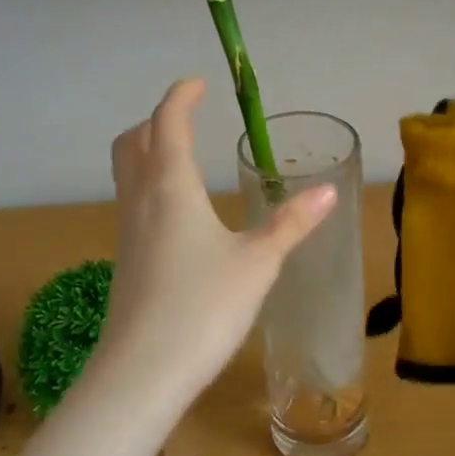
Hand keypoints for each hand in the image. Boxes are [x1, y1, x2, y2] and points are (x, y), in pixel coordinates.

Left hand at [96, 79, 337, 403]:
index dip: (182, 97)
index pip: (168, 123)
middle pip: (134, 141)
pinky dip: (149, 185)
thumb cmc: (204, 307)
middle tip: (186, 118)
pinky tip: (177, 214)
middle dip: (158, 120)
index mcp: (171, 187)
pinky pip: (132, 202)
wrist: (143, 371)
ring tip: (182, 157)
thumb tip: (328, 188)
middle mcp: (141, 200)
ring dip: (148, 151)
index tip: (199, 84)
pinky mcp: (126, 260)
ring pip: (127, 172)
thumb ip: (292, 223)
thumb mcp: (258, 262)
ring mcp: (127, 231)